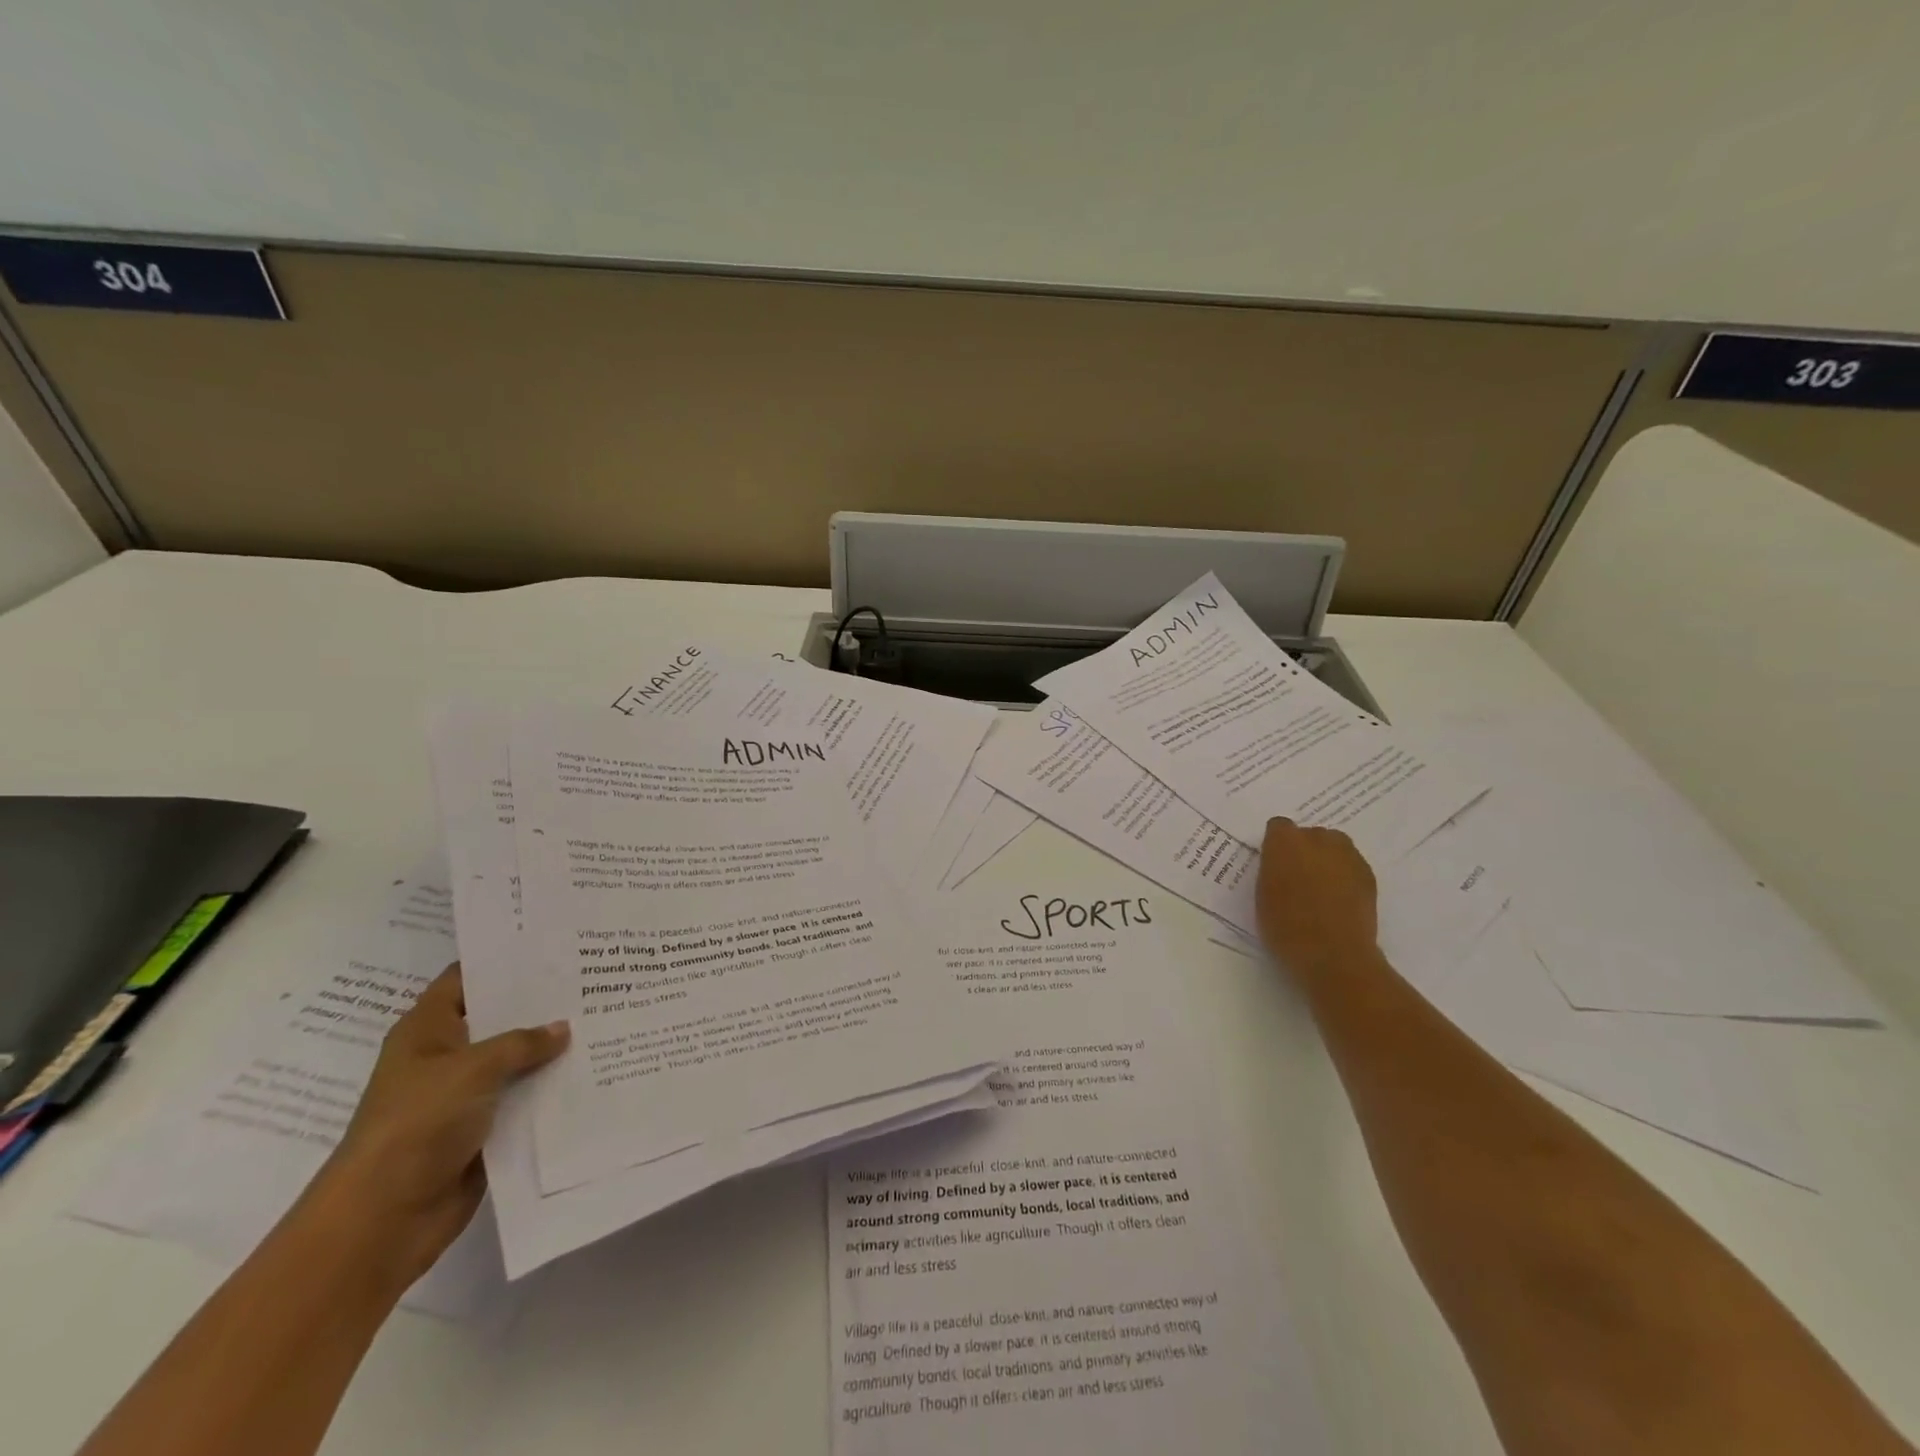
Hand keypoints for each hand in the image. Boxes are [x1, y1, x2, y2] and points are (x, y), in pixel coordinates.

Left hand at [307, 964, 567, 1289]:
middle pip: (498, 1018)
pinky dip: (550, 1089)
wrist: (383, 1219)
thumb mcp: (473, 1069)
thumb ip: (522, 1043)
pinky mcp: (483, 1130)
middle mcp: (445, 1057)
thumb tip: (563, 1029)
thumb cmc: (417, 1124)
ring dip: (550, 1050)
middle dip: (540, 1004)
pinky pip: (523, 1100)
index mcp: (427, 1030)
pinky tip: (592, 1071)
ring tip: (604, 1019)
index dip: (503, 959)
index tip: (552, 942)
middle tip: (593, 977)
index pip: (466, 978)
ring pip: (515, 1062)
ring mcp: (463, 1096)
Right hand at [1255, 818, 1378, 977]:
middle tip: (1298, 877)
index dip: (1276, 845)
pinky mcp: (1368, 874)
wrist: (1334, 955)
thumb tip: (1281, 864)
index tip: (1274, 865)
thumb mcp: (1262, 895)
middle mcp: (1318, 839)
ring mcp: (1347, 855)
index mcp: (1285, 842)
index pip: (1278, 827)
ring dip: (1326, 859)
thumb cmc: (1286, 927)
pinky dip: (1345, 875)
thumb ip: (1271, 870)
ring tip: (1321, 888)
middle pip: (1309, 834)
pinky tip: (1339, 900)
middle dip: (1304, 849)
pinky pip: (1351, 865)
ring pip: (1335, 846)